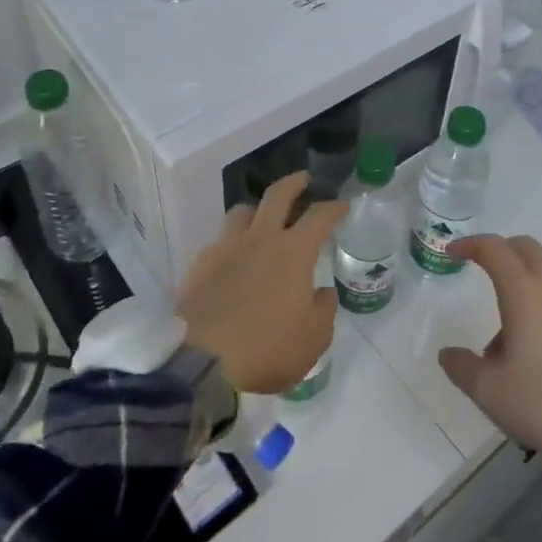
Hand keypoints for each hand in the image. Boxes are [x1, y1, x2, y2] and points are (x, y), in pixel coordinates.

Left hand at [176, 172, 343, 394]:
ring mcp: (226, 248)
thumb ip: (323, 309)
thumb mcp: (313, 339)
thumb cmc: (267, 348)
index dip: (334, 207)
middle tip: (303, 180)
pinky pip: (219, 241)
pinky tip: (232, 260)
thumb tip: (321, 292)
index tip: (342, 204)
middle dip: (294, 183)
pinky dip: (231, 243)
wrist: (200, 362)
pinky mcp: (199, 264)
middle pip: (277, 195)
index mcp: (294, 251)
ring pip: (242, 212)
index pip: (320, 216)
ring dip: (257, 210)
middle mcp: (260, 238)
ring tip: (261, 219)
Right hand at [438, 235, 541, 454]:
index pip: (495, 250)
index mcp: (525, 294)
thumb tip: (448, 353)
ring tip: (511, 352)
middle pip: (527, 251)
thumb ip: (463, 368)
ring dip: (524, 298)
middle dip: (503, 253)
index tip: (453, 253)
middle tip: (484, 271)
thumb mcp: (492, 392)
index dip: (471, 245)